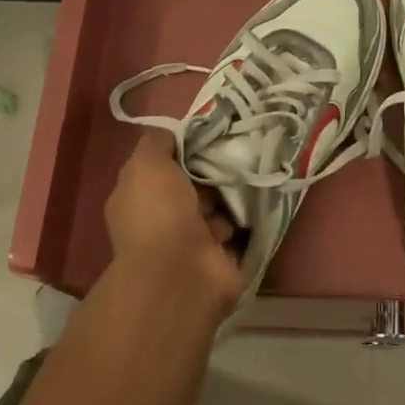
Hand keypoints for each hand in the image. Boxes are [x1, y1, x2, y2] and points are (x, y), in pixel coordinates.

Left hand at [104, 132, 242, 315]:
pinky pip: (240, 226)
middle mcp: (164, 219)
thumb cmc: (159, 213)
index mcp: (140, 198)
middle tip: (242, 148)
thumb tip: (174, 132)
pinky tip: (265, 193)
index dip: (185, 149)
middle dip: (215, 169)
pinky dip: (251, 213)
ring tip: (258, 168)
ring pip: (220, 205)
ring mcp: (194, 240)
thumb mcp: (147, 164)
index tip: (212, 132)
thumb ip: (157, 142)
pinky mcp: (223, 255)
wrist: (182, 272)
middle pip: (195, 184)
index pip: (163, 167)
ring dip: (236, 191)